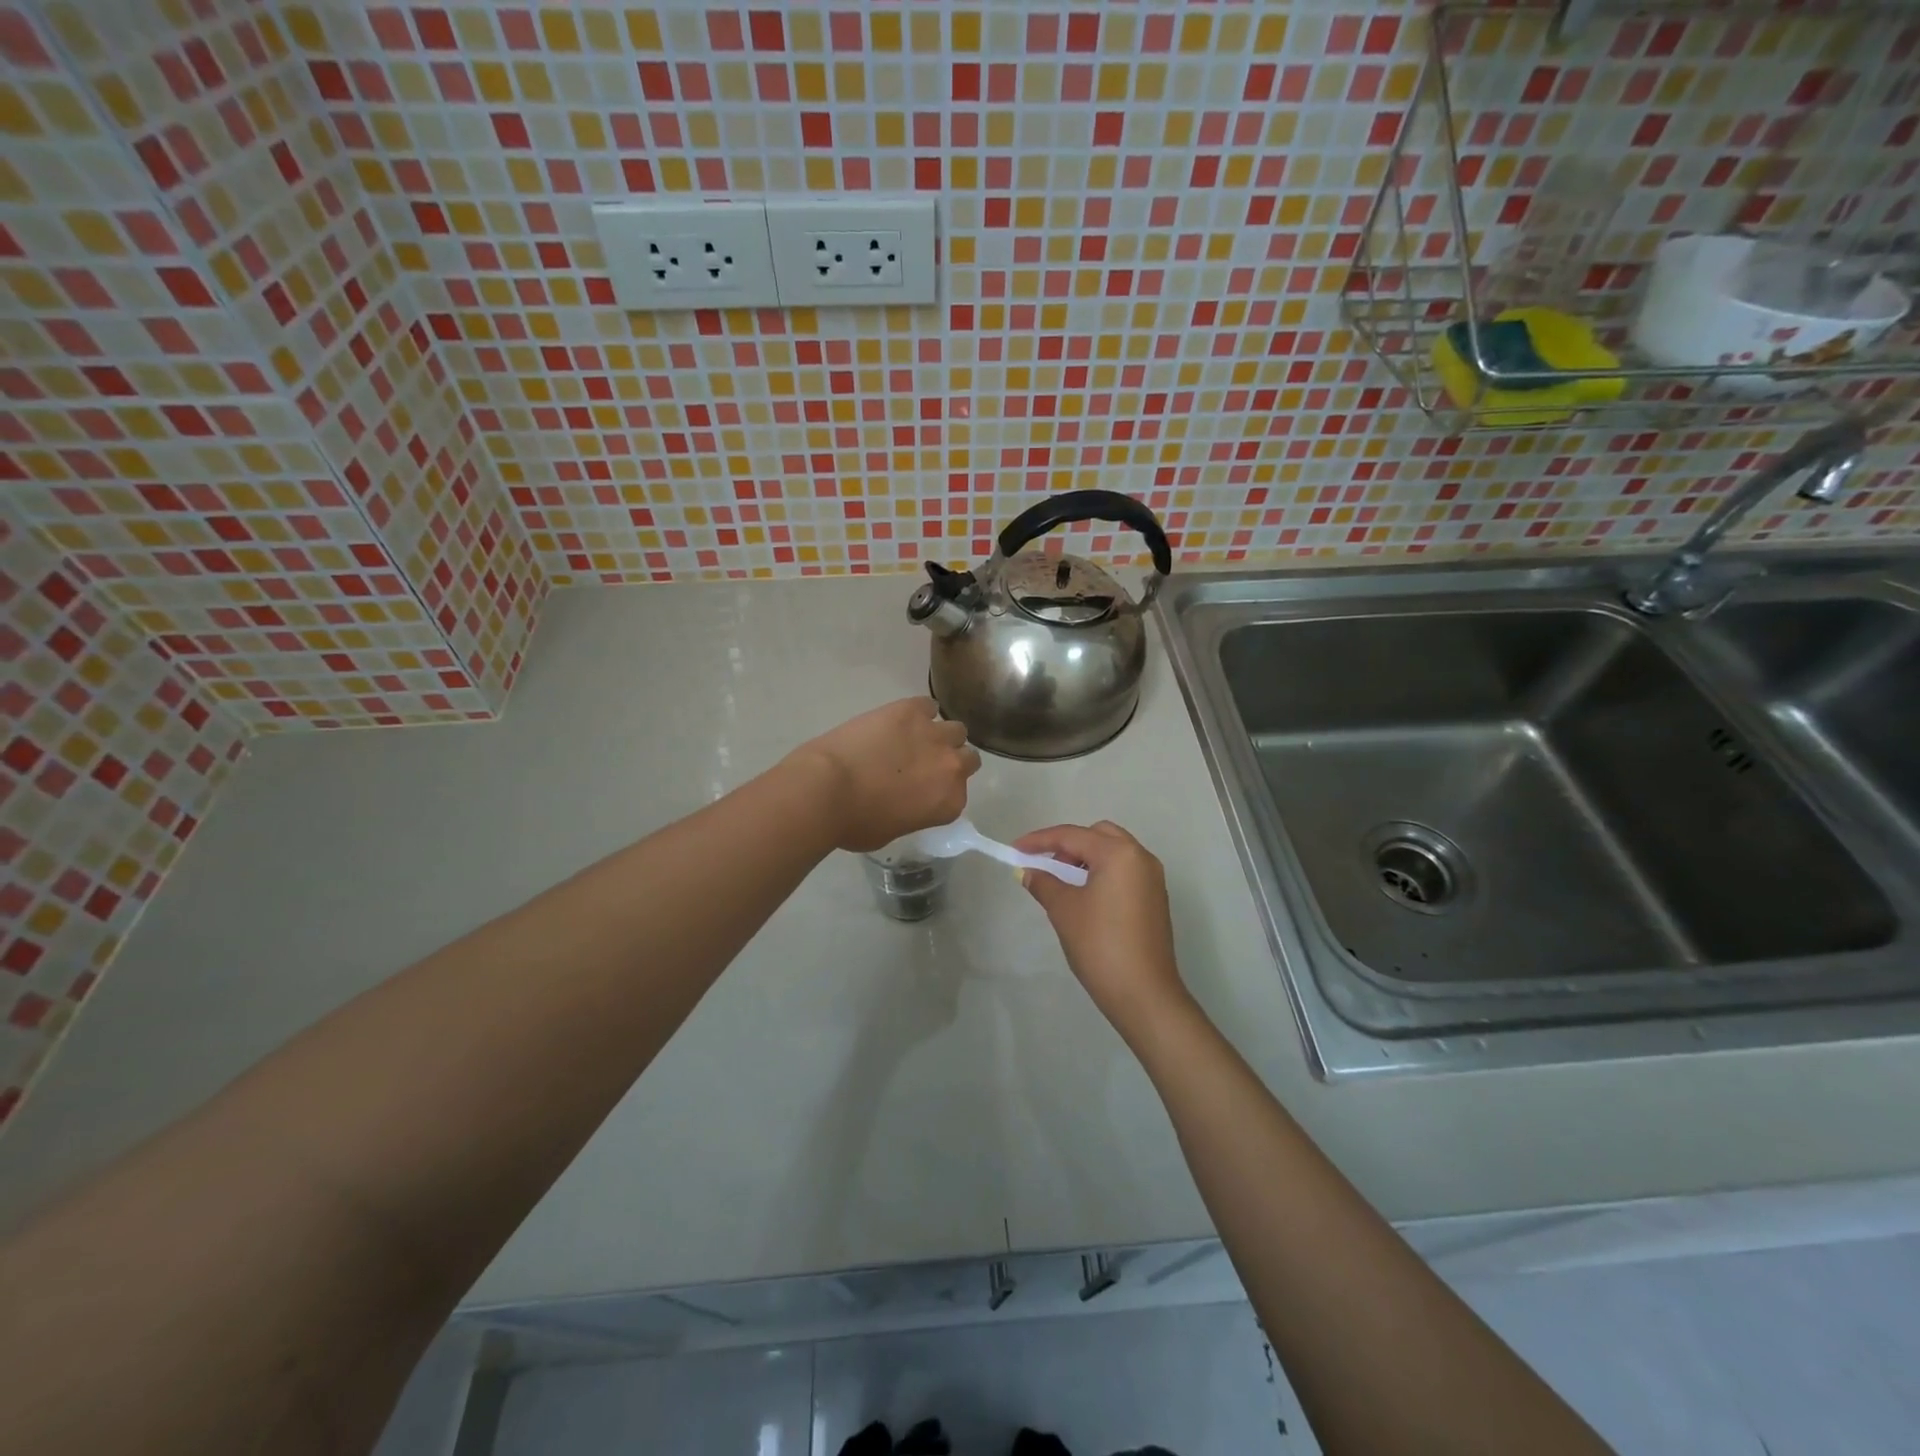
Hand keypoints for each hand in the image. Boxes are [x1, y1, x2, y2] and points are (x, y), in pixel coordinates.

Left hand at [788, 697, 980, 852]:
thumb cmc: (855, 823)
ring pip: (955, 729)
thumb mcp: (892, 831)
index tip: (925, 790)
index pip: (960, 792)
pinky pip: (928, 705)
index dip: (942, 789)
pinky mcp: (911, 710)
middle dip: (950, 759)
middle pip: (968, 757)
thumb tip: (905, 801)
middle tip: (924, 764)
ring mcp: (933, 734)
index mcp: (949, 803)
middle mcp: (951, 766)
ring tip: (913, 739)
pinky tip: (900, 719)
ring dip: (938, 735)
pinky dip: (918, 712)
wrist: (827, 788)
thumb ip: (912, 813)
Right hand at [1013, 821, 1187, 1036]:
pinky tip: (1086, 897)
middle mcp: (1141, 857)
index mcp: (1119, 854)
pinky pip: (1125, 871)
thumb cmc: (1100, 944)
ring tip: (1063, 883)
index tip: (1015, 849)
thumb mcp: (1064, 910)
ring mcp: (1152, 878)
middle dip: (1068, 845)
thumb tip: (1028, 872)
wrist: (1144, 993)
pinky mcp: (1155, 898)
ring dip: (1086, 858)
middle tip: (1046, 866)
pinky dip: (1103, 873)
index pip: (1072, 836)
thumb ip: (1044, 883)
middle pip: (1098, 835)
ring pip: (1114, 852)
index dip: (1040, 840)